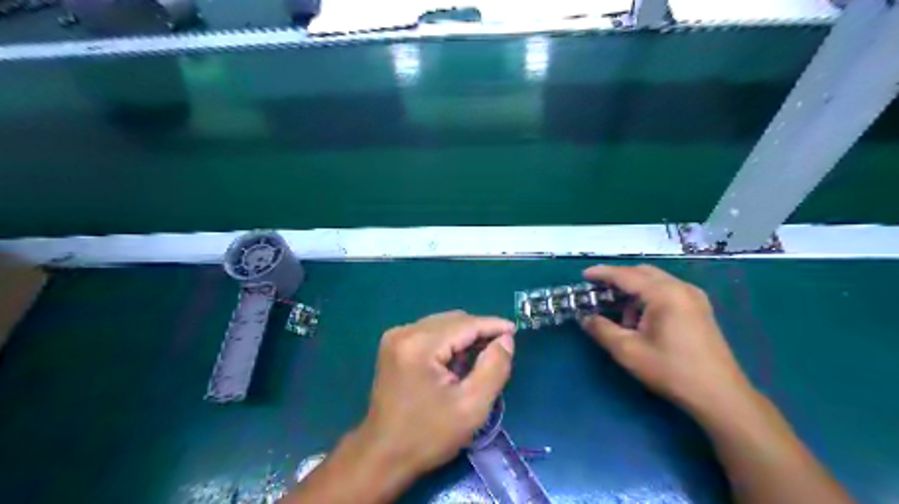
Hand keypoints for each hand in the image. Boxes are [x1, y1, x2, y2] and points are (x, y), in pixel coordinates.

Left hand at [354, 310, 516, 479]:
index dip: (493, 325)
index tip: (515, 330)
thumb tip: (505, 339)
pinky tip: (456, 363)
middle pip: (453, 320)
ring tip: (479, 360)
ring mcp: (395, 337)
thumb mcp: (472, 407)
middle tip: (499, 351)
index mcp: (420, 345)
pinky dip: (448, 342)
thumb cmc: (428, 436)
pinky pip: (430, 333)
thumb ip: (494, 368)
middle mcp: (405, 332)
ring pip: (442, 325)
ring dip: (463, 337)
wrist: (382, 455)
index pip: (465, 324)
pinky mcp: (393, 346)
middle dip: (478, 332)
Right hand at [575, 266, 752, 414]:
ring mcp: (694, 297)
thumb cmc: (671, 370)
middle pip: (642, 273)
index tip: (584, 275)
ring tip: (621, 316)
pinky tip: (642, 319)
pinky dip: (648, 297)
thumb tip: (585, 318)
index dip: (602, 273)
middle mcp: (681, 288)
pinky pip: (667, 291)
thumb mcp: (628, 351)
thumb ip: (602, 330)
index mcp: (664, 294)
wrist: (720, 395)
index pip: (626, 275)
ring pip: (655, 281)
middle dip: (618, 279)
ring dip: (634, 291)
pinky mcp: (699, 308)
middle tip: (598, 292)